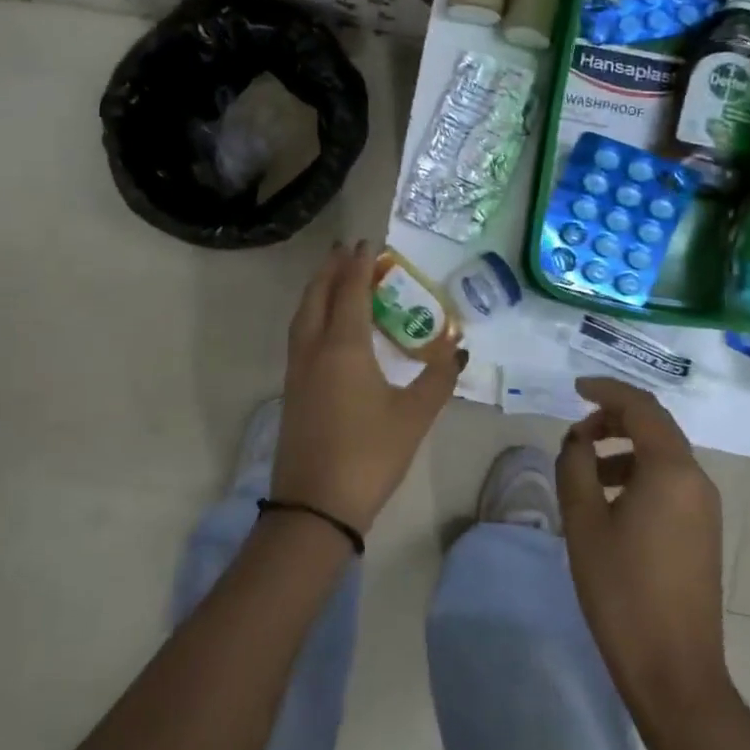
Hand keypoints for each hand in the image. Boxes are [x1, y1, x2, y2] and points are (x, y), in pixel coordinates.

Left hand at [274, 241, 463, 533]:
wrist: (315, 506)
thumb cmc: (369, 455)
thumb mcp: (414, 416)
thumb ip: (438, 378)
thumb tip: (457, 349)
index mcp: (344, 346)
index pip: (350, 291)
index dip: (359, 264)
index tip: (368, 243)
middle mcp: (315, 348)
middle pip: (318, 295)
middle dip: (332, 268)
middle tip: (348, 251)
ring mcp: (298, 369)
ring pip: (303, 314)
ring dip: (318, 289)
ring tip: (335, 277)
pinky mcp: (292, 389)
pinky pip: (300, 334)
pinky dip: (312, 313)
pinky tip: (326, 324)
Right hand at [557, 377, 731, 723]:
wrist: (675, 670)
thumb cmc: (622, 590)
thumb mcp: (584, 523)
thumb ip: (575, 467)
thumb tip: (577, 439)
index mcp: (671, 470)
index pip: (641, 407)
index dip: (607, 391)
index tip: (575, 388)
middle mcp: (696, 479)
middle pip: (657, 426)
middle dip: (615, 418)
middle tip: (577, 430)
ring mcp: (706, 506)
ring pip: (664, 455)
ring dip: (625, 448)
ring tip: (587, 467)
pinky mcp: (704, 530)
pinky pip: (671, 481)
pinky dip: (640, 473)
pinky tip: (611, 500)